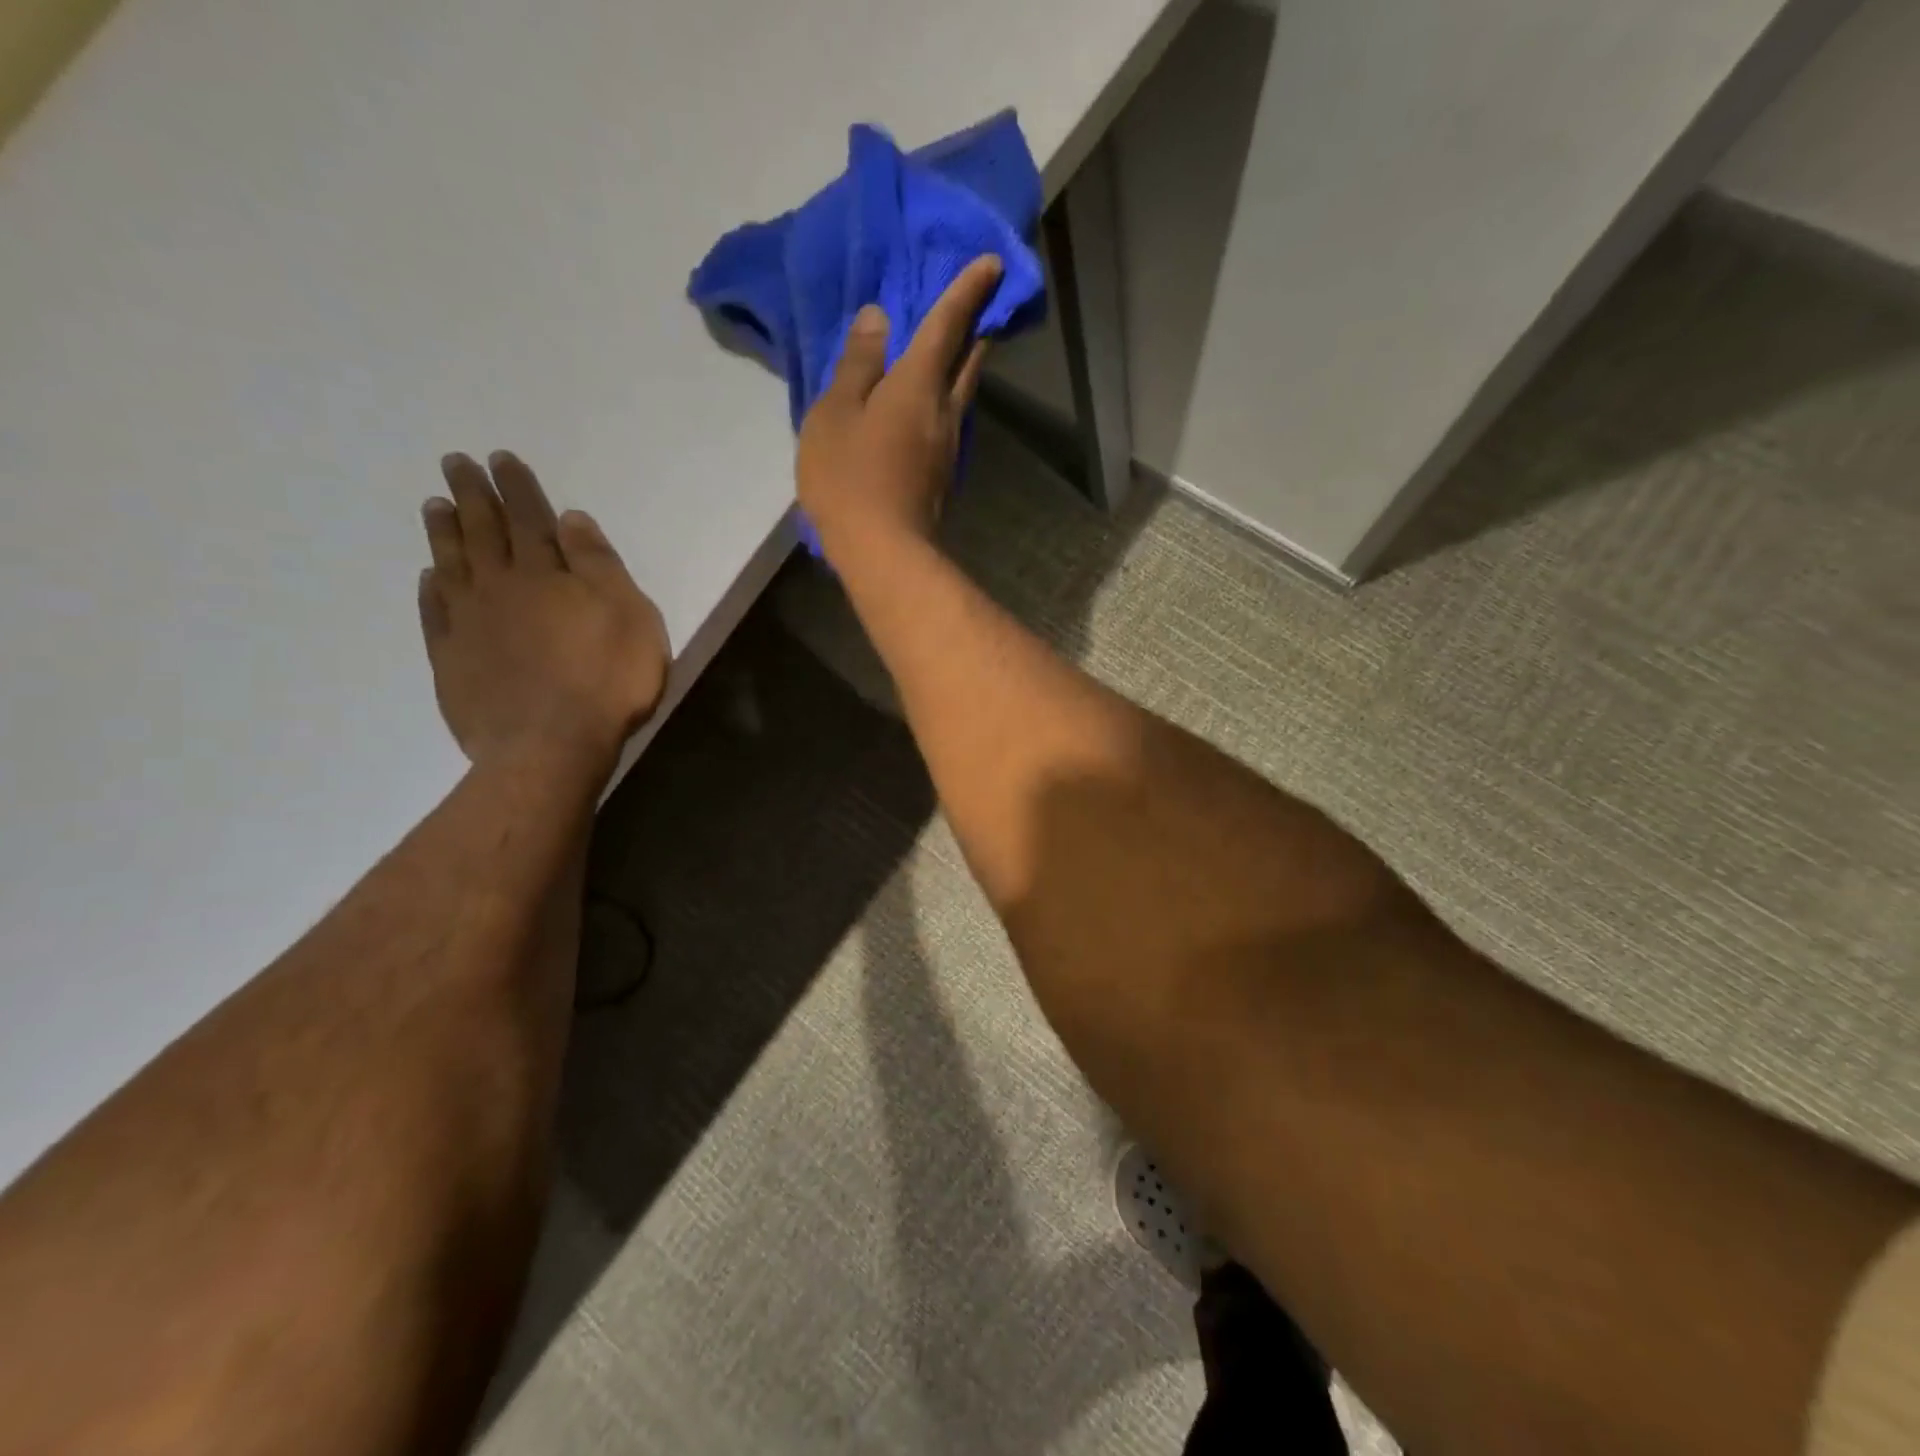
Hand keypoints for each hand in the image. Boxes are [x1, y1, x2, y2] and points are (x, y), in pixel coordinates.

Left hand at [418, 451, 668, 772]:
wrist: (549, 747)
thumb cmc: (605, 680)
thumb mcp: (629, 617)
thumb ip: (600, 567)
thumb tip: (571, 519)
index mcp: (547, 575)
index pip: (530, 520)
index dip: (517, 488)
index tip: (499, 458)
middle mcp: (501, 589)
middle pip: (485, 533)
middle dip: (472, 495)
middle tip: (455, 463)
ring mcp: (470, 625)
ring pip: (453, 566)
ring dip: (444, 532)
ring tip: (434, 505)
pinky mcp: (452, 661)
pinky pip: (435, 613)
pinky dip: (431, 589)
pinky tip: (429, 576)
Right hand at [796, 255, 1002, 559]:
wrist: (883, 551)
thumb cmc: (850, 477)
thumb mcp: (836, 412)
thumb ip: (858, 364)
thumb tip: (879, 318)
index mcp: (918, 384)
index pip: (948, 325)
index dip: (968, 290)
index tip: (993, 262)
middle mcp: (944, 410)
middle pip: (967, 360)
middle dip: (976, 328)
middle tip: (983, 303)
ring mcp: (948, 447)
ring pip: (961, 394)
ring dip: (962, 365)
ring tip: (953, 348)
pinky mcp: (942, 475)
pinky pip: (947, 421)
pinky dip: (944, 399)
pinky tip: (930, 403)